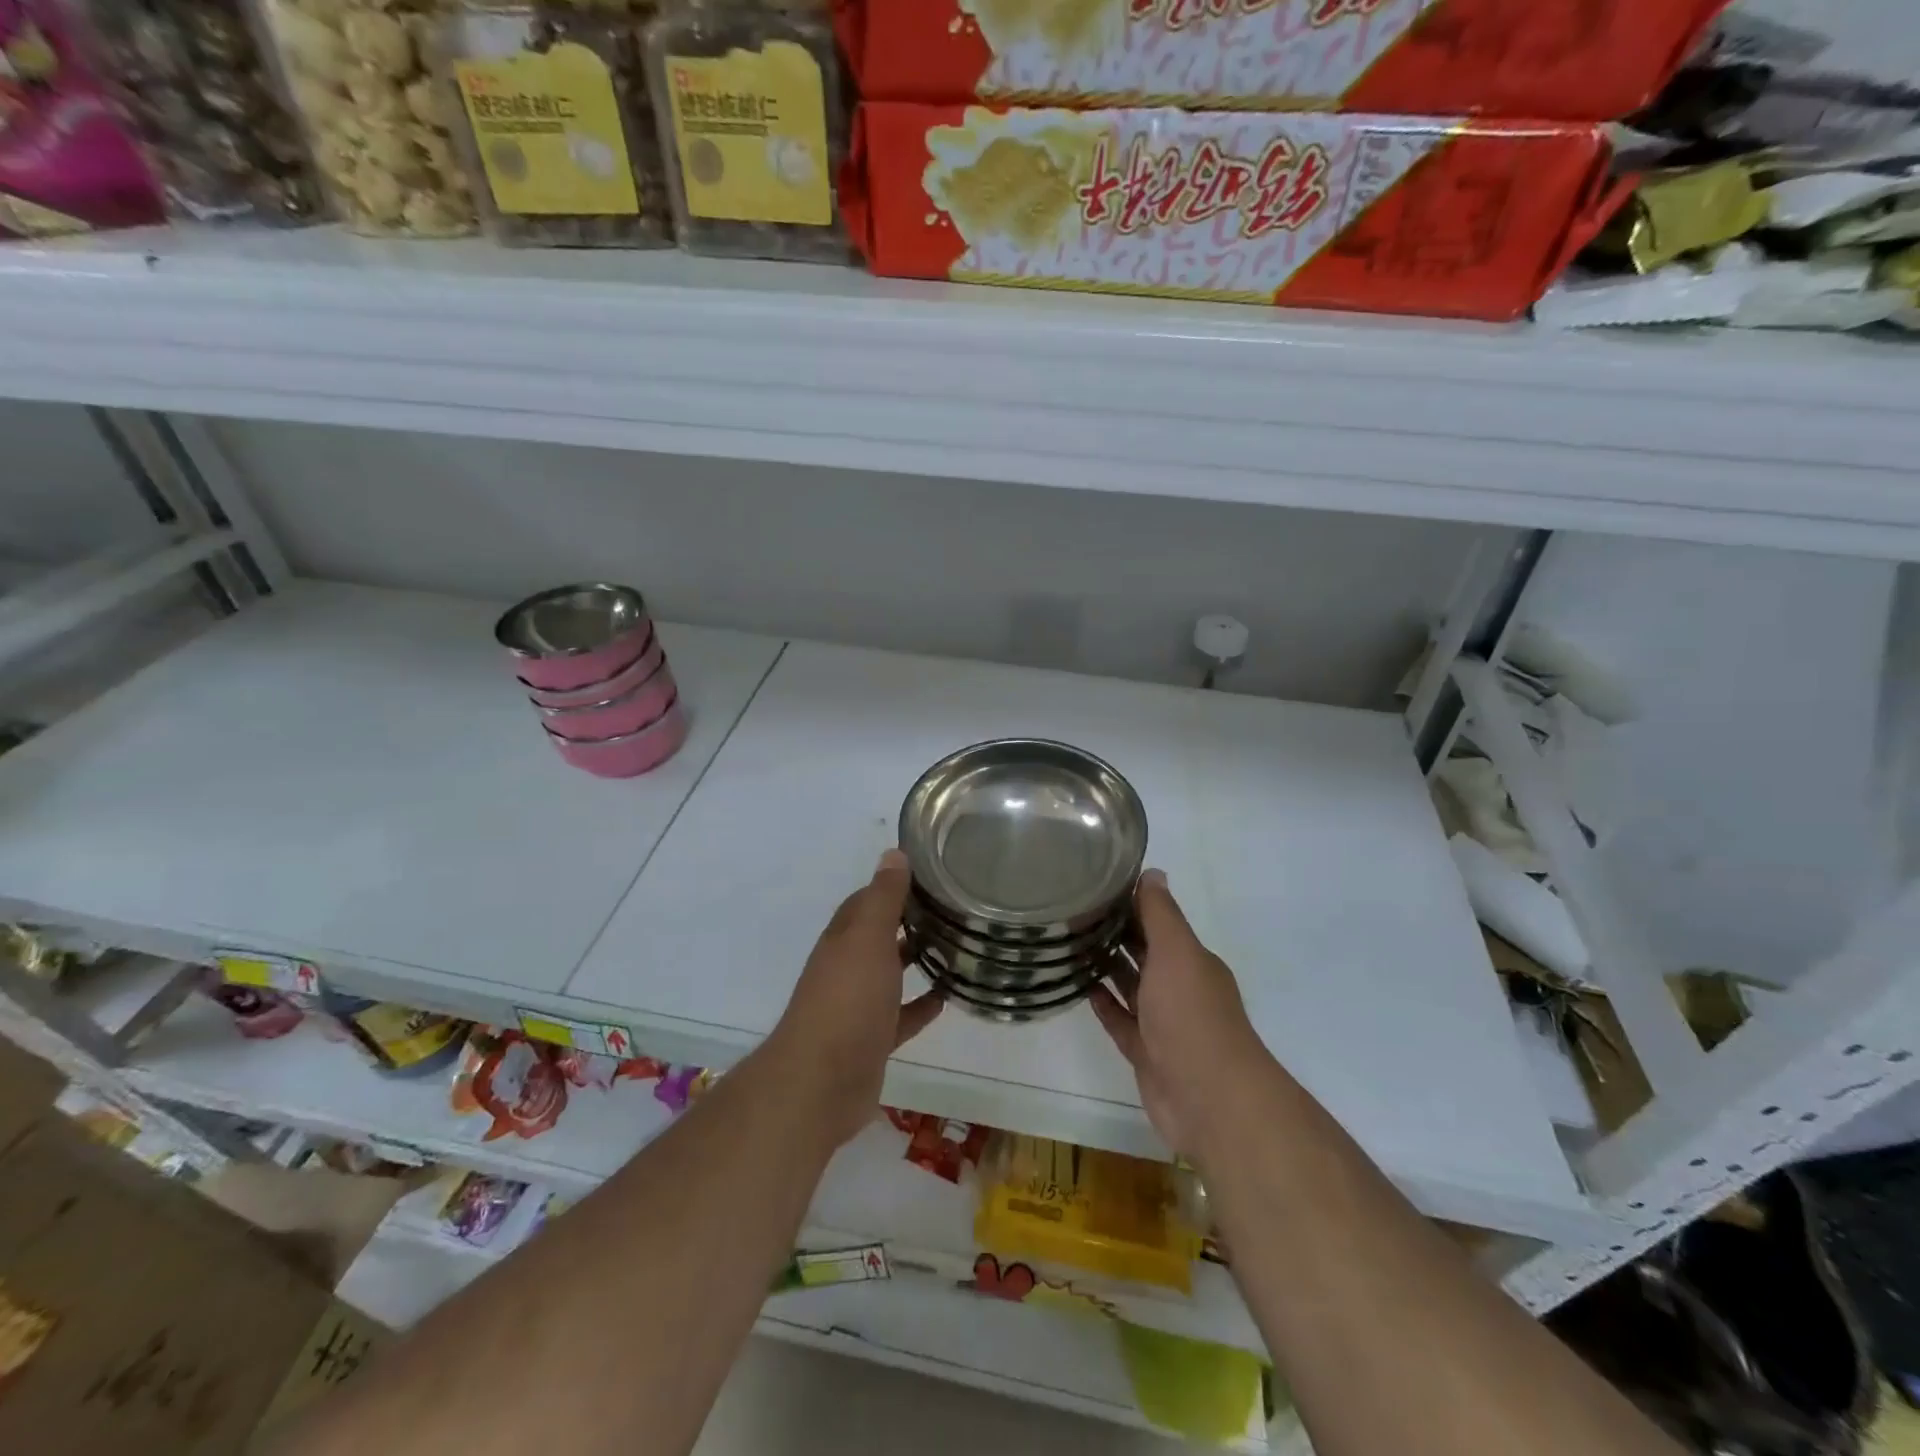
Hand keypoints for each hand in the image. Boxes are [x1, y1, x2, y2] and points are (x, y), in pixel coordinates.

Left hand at [767, 849, 943, 1145]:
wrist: (822, 1082)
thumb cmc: (848, 1000)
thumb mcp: (868, 938)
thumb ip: (883, 898)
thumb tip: (893, 854)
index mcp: (844, 939)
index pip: (867, 902)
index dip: (894, 886)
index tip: (930, 876)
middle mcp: (847, 968)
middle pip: (879, 936)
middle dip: (909, 921)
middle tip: (952, 909)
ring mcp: (858, 1006)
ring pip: (889, 975)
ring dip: (915, 960)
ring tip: (956, 947)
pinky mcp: (872, 1040)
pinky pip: (901, 1016)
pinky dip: (920, 1005)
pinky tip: (946, 998)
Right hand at [1091, 869, 1270, 1159]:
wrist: (1209, 1100)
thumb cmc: (1191, 1016)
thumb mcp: (1177, 953)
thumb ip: (1161, 914)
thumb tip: (1153, 872)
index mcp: (1191, 962)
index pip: (1158, 924)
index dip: (1129, 904)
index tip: (1093, 887)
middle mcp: (1179, 988)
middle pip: (1144, 953)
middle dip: (1114, 933)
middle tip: (1071, 913)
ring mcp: (1163, 1024)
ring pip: (1131, 987)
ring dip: (1107, 967)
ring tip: (1069, 945)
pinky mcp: (1146, 1053)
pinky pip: (1121, 1022)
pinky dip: (1104, 1005)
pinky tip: (1082, 989)